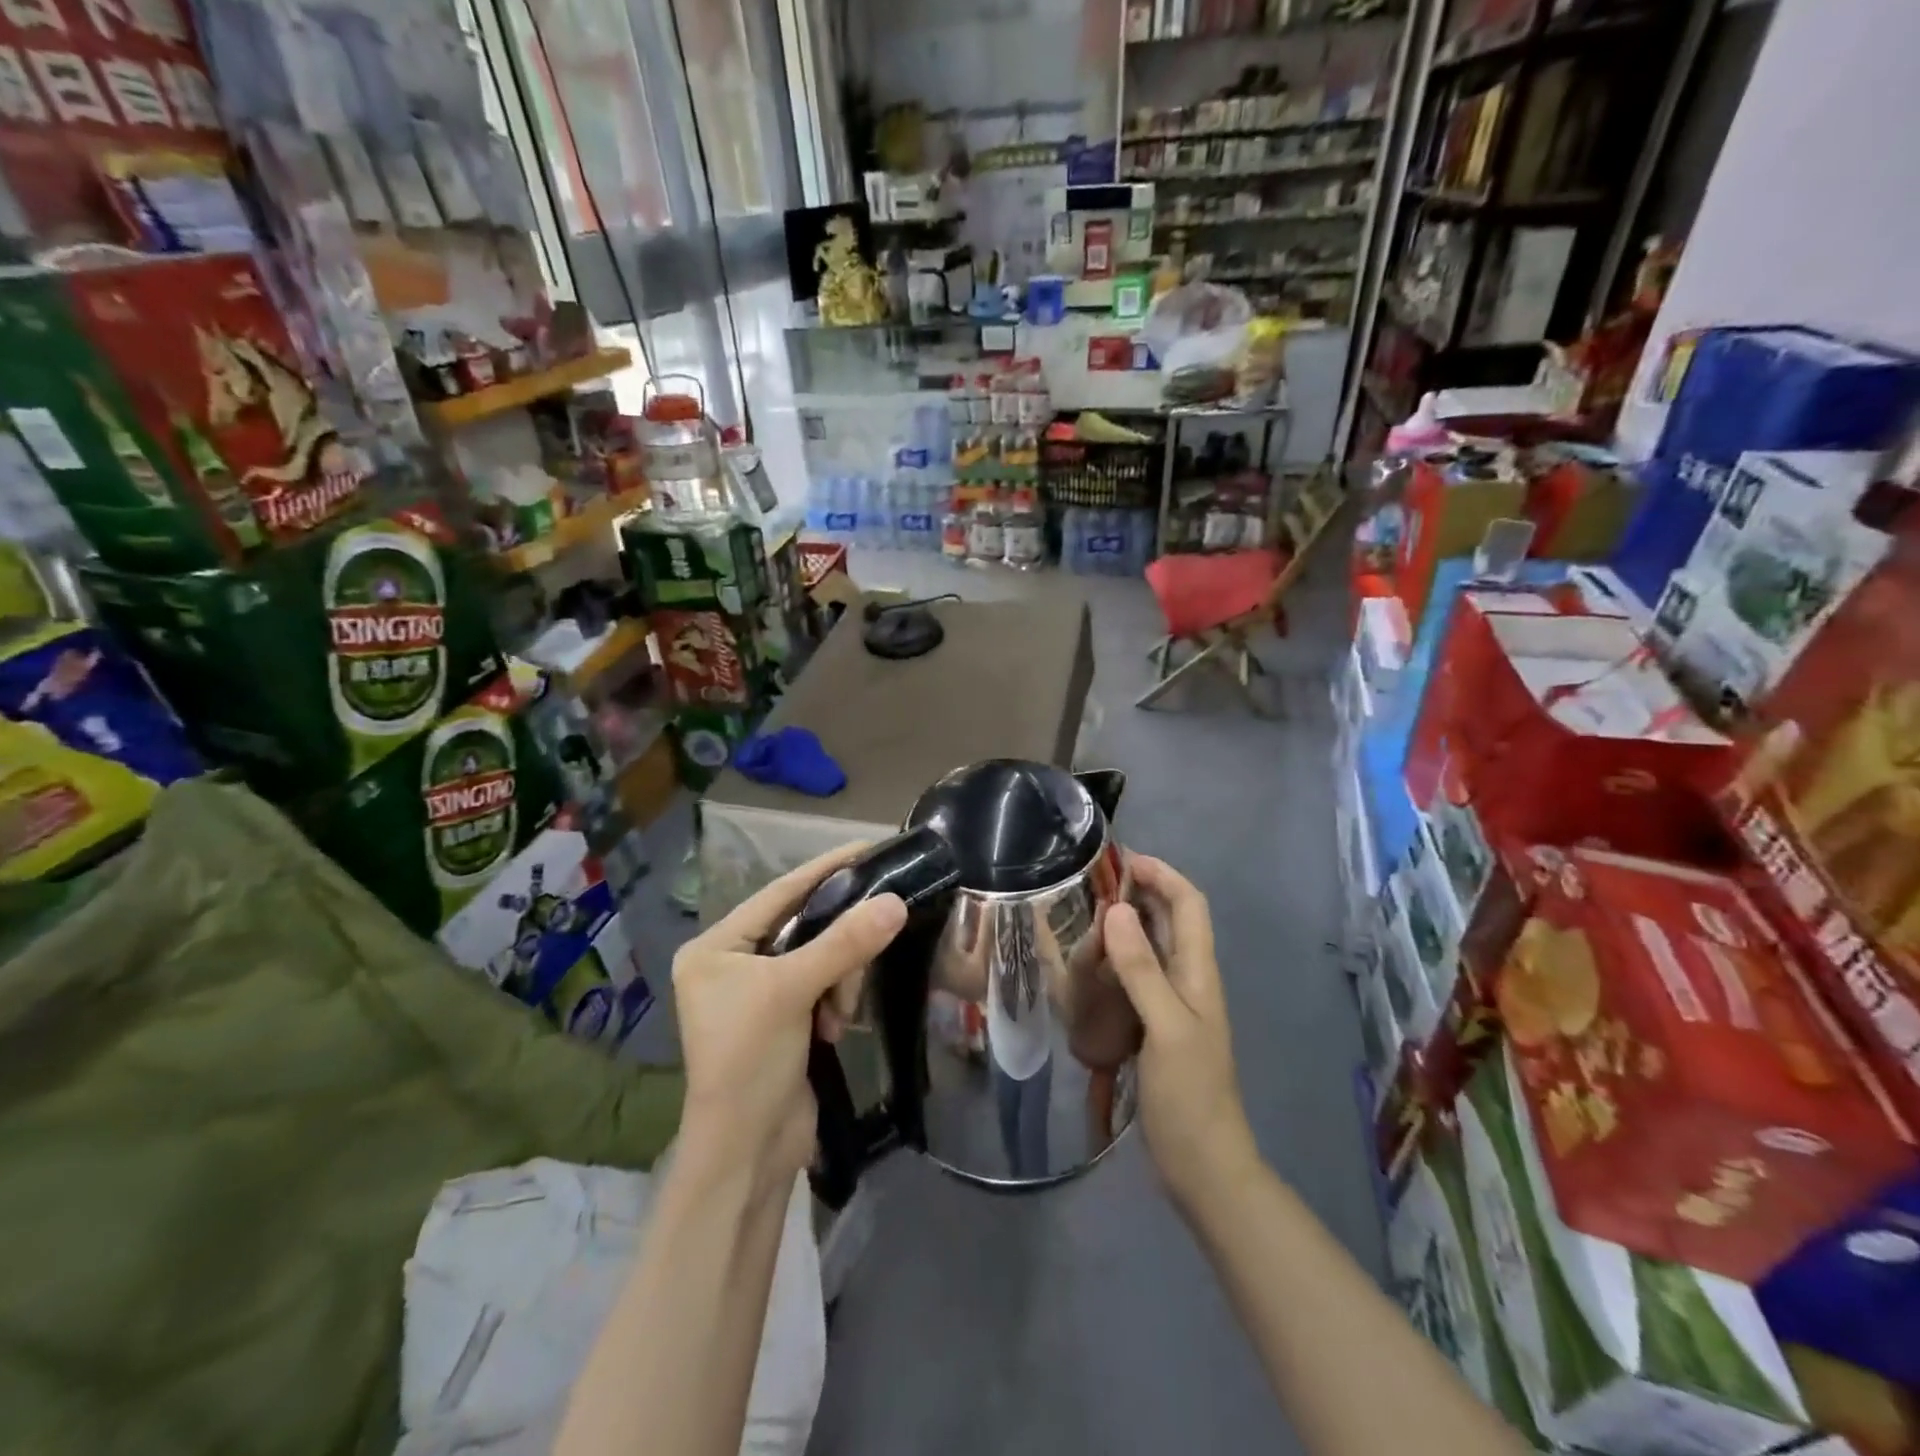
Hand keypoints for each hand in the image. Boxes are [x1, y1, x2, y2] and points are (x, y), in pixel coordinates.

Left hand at [672, 844, 906, 1191]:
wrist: (747, 1154)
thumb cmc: (750, 1061)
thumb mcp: (792, 992)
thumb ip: (844, 943)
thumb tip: (895, 900)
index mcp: (716, 947)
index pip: (779, 892)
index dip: (825, 870)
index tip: (868, 848)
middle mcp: (733, 963)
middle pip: (803, 925)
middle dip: (837, 944)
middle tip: (860, 964)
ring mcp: (759, 993)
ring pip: (821, 956)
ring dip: (840, 979)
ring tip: (839, 1014)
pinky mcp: (785, 1018)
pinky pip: (824, 984)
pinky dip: (837, 999)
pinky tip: (837, 1027)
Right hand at [1105, 854, 1257, 1205]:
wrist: (1205, 1167)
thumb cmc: (1190, 1096)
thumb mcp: (1166, 1028)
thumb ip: (1141, 969)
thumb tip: (1114, 909)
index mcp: (1199, 972)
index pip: (1189, 903)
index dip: (1162, 874)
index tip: (1122, 859)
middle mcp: (1189, 980)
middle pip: (1170, 920)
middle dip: (1139, 893)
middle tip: (1091, 887)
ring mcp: (1173, 1005)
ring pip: (1151, 947)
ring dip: (1124, 927)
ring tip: (1083, 921)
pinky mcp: (1156, 1027)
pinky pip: (1136, 978)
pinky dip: (1115, 962)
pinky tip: (1088, 969)